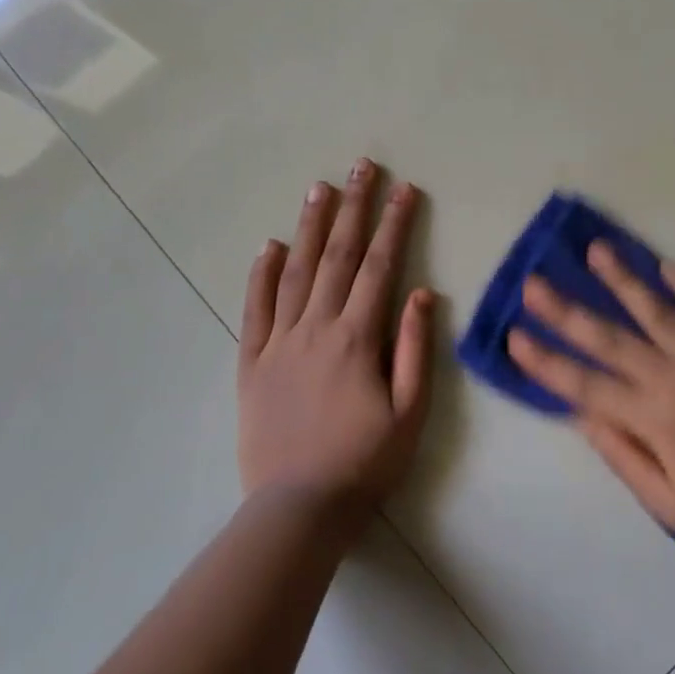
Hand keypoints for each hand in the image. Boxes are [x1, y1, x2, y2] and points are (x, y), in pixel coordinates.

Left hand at [238, 158, 433, 524]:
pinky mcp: (251, 362)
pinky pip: (255, 309)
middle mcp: (317, 328)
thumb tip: (422, 293)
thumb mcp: (410, 412)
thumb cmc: (365, 461)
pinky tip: (269, 246)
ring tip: (320, 187)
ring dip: (310, 226)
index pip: (381, 267)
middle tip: (363, 166)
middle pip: (339, 256)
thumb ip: (416, 349)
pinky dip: (261, 274)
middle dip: (355, 207)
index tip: (406, 189)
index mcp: (358, 338)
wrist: (299, 507)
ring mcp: (279, 342)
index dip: (396, 224)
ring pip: (296, 272)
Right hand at [507, 244, 674, 572]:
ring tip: (596, 251)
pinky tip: (666, 266)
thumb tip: (581, 414)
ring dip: (623, 281)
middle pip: (610, 339)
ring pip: (658, 312)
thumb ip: (622, 455)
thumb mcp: (667, 505)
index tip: (514, 336)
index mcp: (654, 421)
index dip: (546, 362)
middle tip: (534, 282)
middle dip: (567, 310)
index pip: (585, 385)